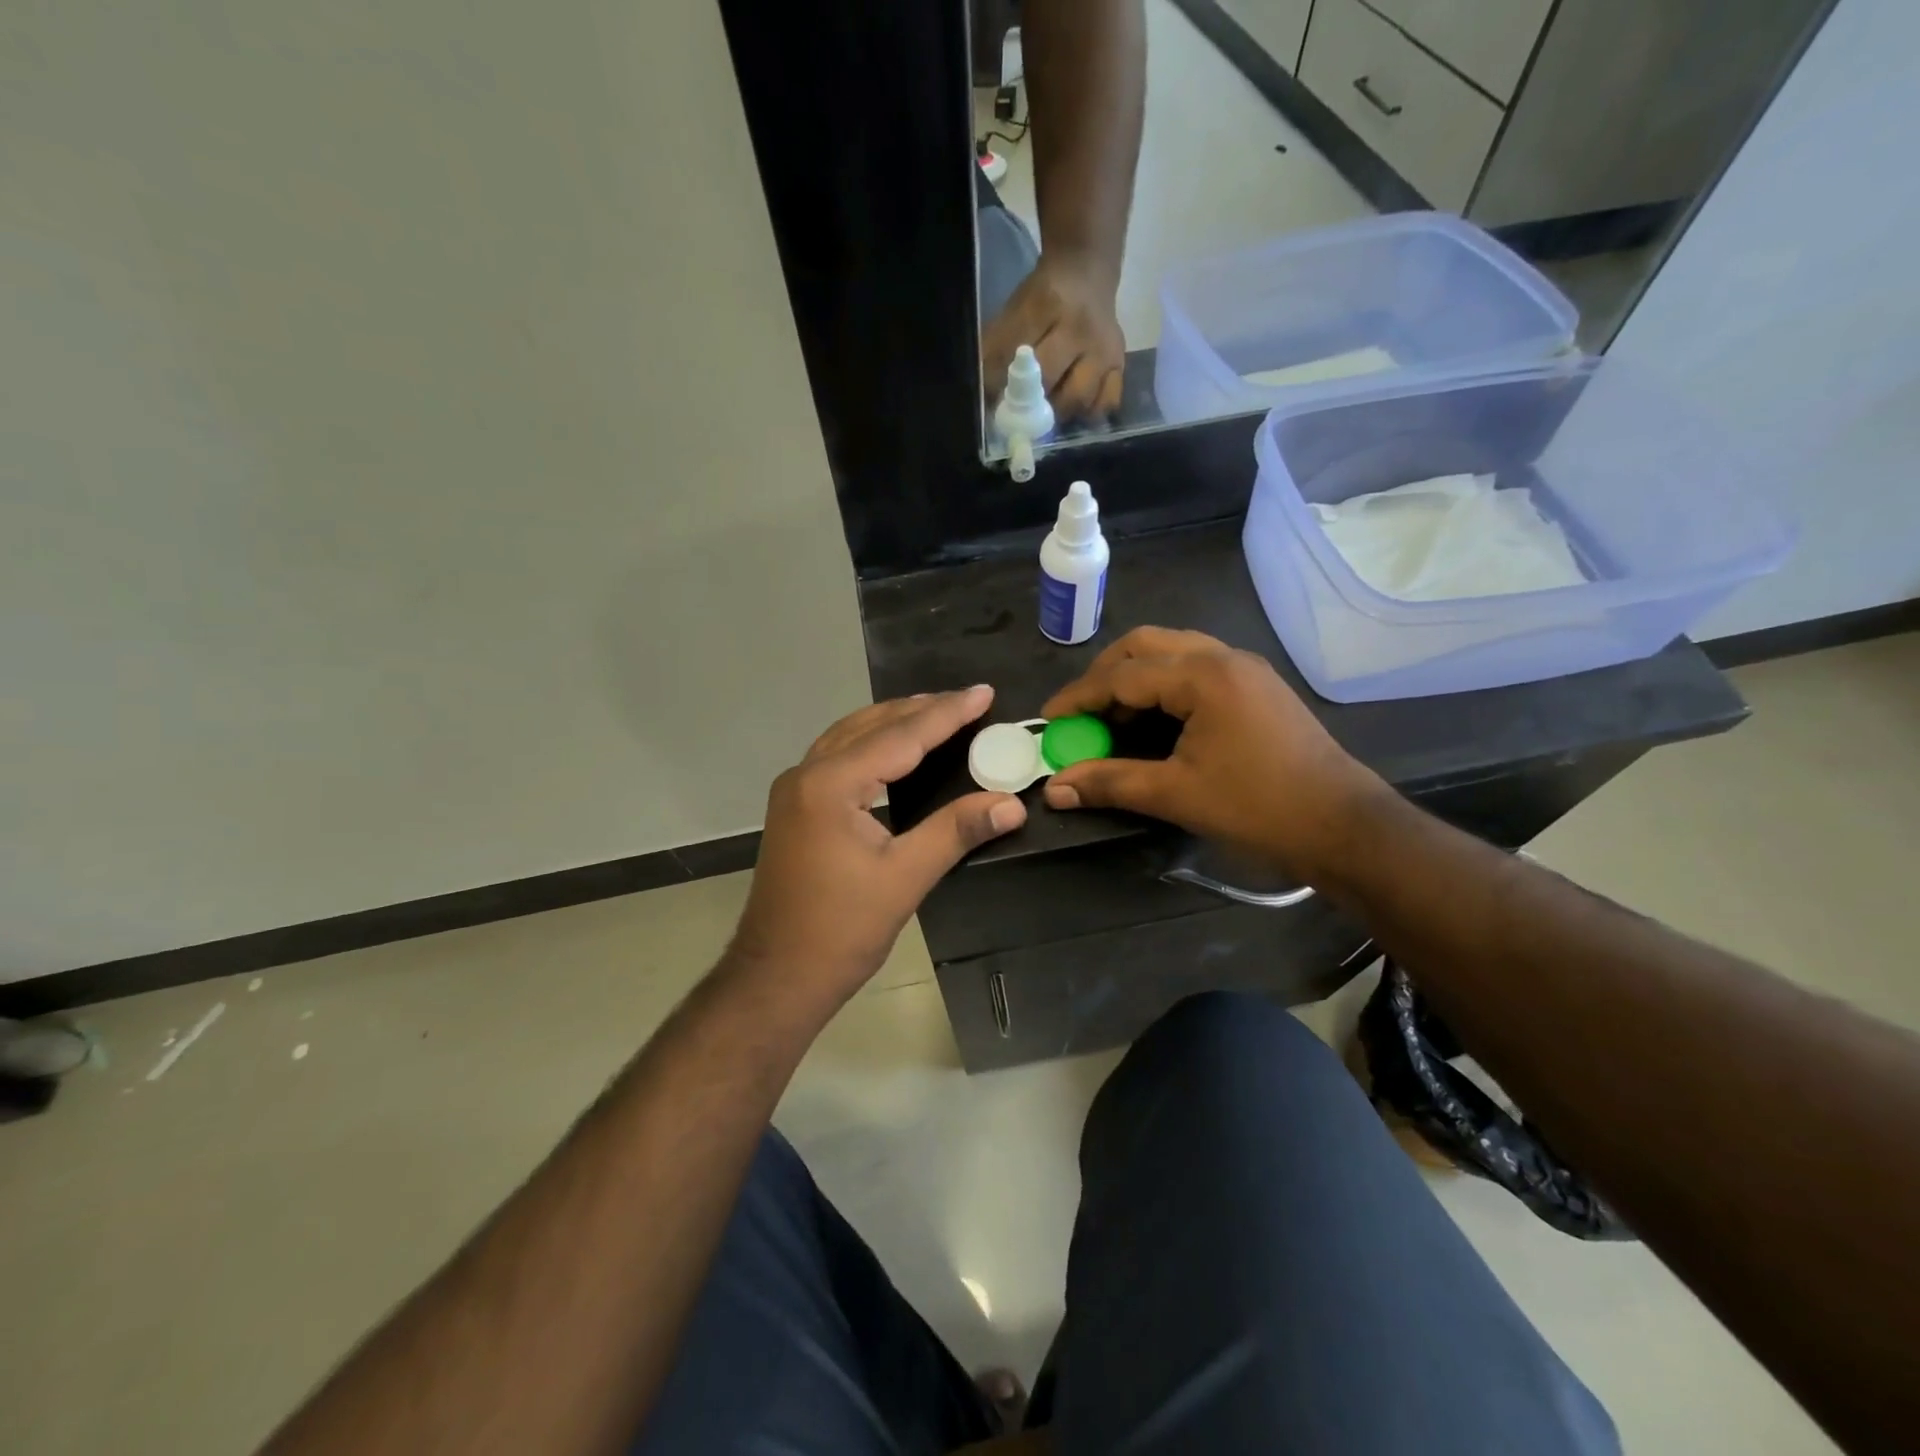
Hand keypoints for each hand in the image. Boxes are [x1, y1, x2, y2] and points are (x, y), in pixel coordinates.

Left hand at [728, 687, 1026, 1009]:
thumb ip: (956, 831)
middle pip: (871, 725)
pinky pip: (839, 756)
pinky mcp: (795, 807)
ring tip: (937, 714)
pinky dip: (873, 743)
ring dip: (894, 722)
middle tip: (968, 701)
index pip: (900, 736)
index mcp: (830, 785)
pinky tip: (895, 750)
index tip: (984, 693)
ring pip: (851, 736)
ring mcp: (795, 789)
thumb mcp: (905, 878)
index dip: (947, 714)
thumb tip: (1011, 804)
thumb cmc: (841, 930)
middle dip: (921, 710)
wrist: (777, 976)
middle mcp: (806, 774)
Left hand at [982, 251, 1126, 421]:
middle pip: (1049, 381)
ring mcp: (1104, 348)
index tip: (993, 401)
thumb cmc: (1042, 298)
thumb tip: (986, 397)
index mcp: (1047, 305)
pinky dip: (1088, 413)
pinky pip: (1106, 403)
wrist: (1087, 272)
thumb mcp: (1014, 311)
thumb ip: (996, 350)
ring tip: (1047, 410)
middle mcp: (1080, 327)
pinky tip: (1075, 408)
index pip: (1017, 354)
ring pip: (1079, 398)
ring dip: (1057, 413)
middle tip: (1020, 411)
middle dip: (1029, 403)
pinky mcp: (1120, 364)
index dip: (999, 384)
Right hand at [1039, 628, 1385, 878]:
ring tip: (1111, 717)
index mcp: (1202, 676)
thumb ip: (1110, 783)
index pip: (1122, 675)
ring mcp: (1244, 668)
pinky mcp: (1256, 686)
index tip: (1048, 720)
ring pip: (1172, 652)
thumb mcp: (1175, 794)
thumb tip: (1054, 789)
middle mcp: (1222, 657)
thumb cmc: (1257, 807)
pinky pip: (1195, 667)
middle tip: (1080, 712)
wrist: (1344, 825)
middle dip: (1104, 674)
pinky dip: (1163, 684)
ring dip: (1134, 676)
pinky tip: (1154, 719)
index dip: (1079, 697)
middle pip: (1145, 645)